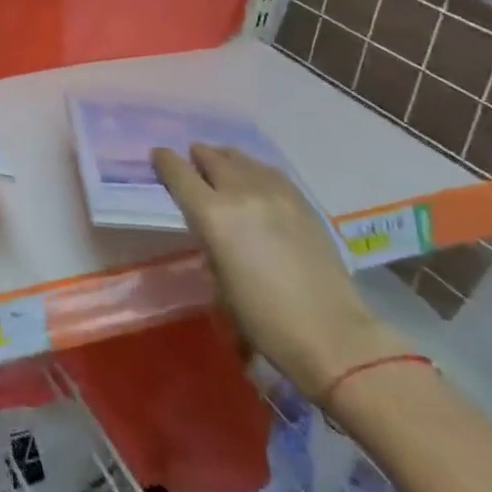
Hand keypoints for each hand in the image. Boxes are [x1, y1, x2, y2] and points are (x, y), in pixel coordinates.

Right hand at [152, 143, 406, 398]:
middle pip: (211, 157)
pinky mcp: (302, 200)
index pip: (179, 172)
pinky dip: (253, 170)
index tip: (158, 157)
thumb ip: (208, 236)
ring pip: (241, 158)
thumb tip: (208, 220)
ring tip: (221, 166)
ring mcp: (276, 192)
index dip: (165, 161)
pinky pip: (268, 171)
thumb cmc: (263, 318)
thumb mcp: (218, 276)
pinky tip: (253, 179)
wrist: (333, 335)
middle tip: (191, 164)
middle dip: (196, 158)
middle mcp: (241, 192)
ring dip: (225, 159)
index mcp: (213, 214)